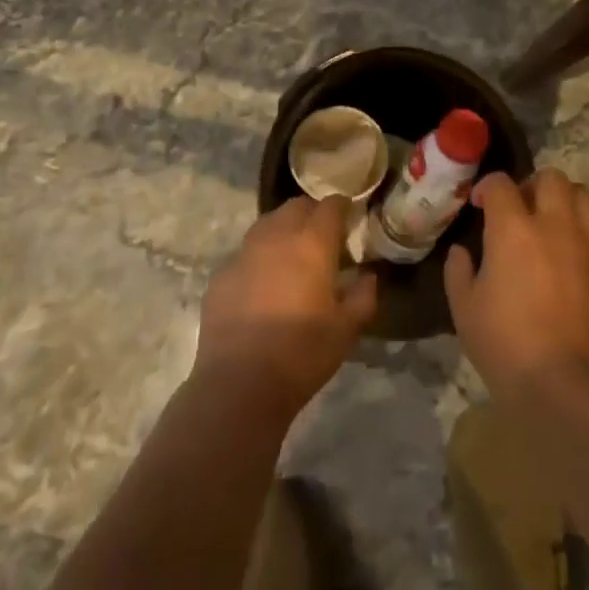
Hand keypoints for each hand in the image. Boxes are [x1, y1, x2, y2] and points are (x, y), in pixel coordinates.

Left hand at [193, 196, 379, 416]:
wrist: (239, 384)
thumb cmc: (302, 353)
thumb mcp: (346, 330)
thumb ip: (363, 296)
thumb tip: (367, 276)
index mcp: (312, 243)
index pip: (330, 205)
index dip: (342, 207)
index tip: (349, 220)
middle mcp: (277, 236)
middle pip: (296, 206)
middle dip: (312, 214)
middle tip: (322, 239)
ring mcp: (244, 253)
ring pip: (267, 224)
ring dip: (283, 230)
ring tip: (291, 257)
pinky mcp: (221, 274)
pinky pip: (245, 254)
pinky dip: (258, 259)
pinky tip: (262, 287)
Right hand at [445, 169, 588, 405]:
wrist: (565, 387)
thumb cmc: (505, 345)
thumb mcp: (464, 308)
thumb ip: (459, 270)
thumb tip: (462, 251)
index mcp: (513, 228)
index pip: (500, 184)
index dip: (487, 188)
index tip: (479, 204)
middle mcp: (554, 225)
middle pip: (552, 178)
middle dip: (534, 184)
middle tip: (523, 208)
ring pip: (587, 198)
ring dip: (569, 202)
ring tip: (556, 222)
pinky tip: (584, 253)